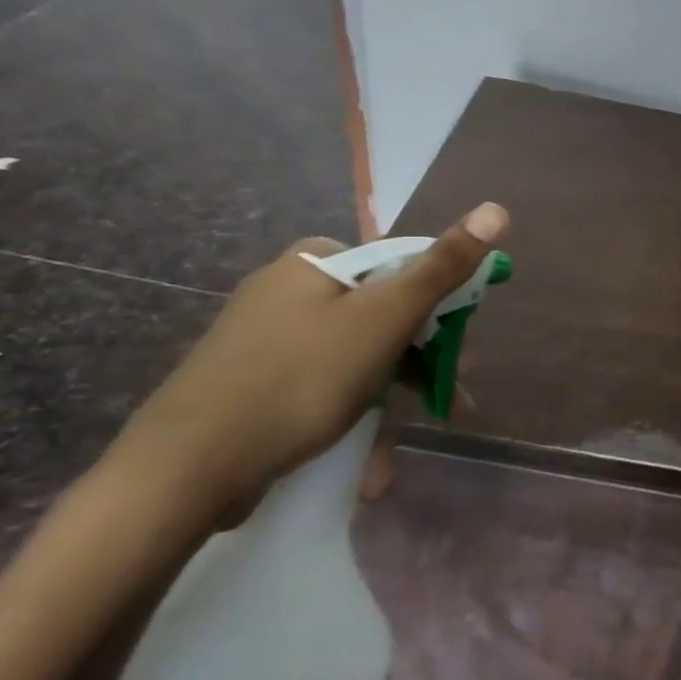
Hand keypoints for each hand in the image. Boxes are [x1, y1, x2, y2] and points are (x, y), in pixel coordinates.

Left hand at [122, 202, 509, 518]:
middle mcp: (288, 290)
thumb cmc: (300, 380)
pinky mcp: (251, 385)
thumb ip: (442, 268)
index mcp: (315, 262)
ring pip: (354, 360)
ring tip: (397, 454)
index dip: (440, 312)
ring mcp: (265, 339)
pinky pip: (319, 389)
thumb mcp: (384, 319)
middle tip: (448, 403)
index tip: (459, 356)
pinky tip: (364, 465)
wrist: (183, 471)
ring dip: (387, 404)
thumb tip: (497, 208)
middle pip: (381, 317)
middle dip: (418, 365)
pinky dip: (348, 419)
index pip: (401, 269)